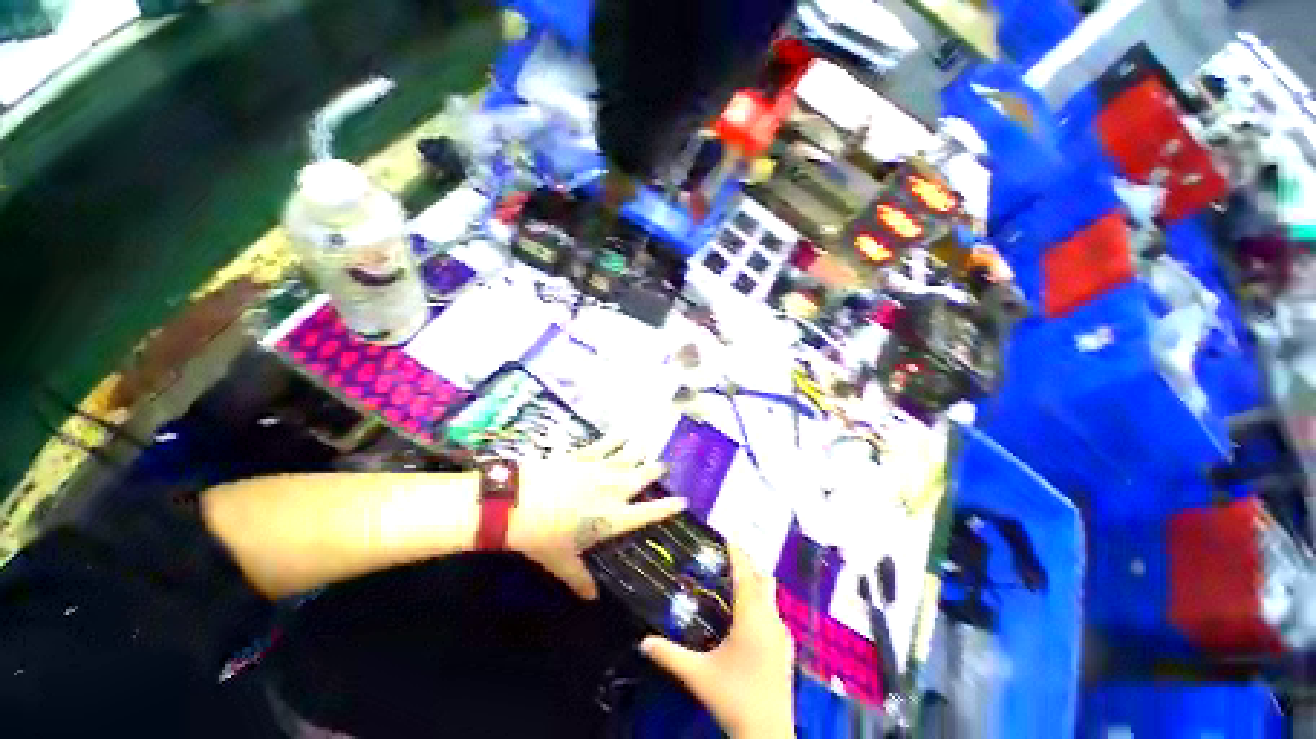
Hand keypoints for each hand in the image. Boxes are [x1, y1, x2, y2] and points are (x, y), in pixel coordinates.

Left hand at [507, 438, 685, 599]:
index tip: (683, 501)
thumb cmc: (541, 537)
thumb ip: (580, 579)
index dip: (667, 507)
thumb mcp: (561, 562)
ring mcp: (598, 469)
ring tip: (648, 447)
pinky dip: (615, 438)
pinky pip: (604, 444)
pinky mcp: (582, 456)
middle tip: (665, 465)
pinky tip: (623, 432)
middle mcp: (611, 490)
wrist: (516, 503)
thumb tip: (592, 599)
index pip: (647, 513)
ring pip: (627, 457)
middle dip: (655, 471)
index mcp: (611, 518)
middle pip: (641, 478)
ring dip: (639, 452)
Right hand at [641, 547, 795, 738]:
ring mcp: (782, 634)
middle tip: (729, 555)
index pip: (745, 575)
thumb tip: (643, 642)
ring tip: (736, 578)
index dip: (738, 553)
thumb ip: (670, 655)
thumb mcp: (698, 675)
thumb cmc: (733, 698)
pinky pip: (774, 611)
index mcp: (751, 618)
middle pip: (763, 579)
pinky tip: (749, 614)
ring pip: (771, 595)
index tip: (729, 535)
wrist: (768, 734)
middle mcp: (770, 619)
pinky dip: (762, 601)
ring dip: (757, 582)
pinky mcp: (786, 648)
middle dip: (748, 564)